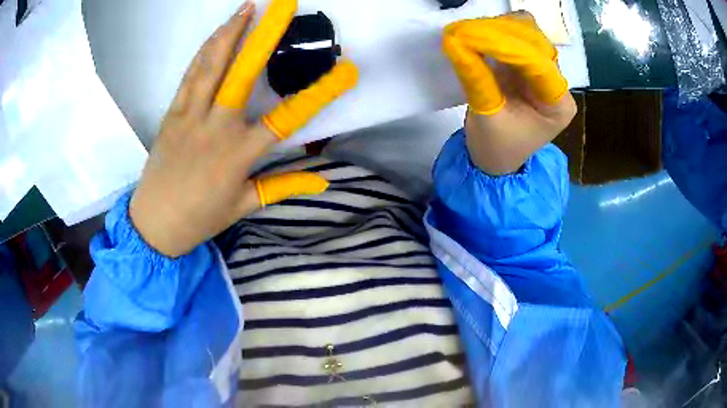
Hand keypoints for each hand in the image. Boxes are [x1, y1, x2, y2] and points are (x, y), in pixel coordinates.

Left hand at [129, 0, 357, 257]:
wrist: (153, 224)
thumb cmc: (200, 218)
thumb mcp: (243, 205)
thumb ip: (282, 187)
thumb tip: (323, 180)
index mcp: (239, 155)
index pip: (287, 119)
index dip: (319, 94)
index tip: (346, 71)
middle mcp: (216, 128)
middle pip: (242, 74)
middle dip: (264, 36)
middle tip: (282, 6)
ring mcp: (190, 116)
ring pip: (211, 66)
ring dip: (230, 32)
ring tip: (248, 7)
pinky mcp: (172, 112)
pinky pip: (190, 75)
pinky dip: (205, 50)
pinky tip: (218, 32)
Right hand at [443, 12, 575, 174]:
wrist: (495, 158)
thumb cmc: (495, 147)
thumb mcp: (485, 116)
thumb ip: (476, 77)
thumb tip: (455, 41)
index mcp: (558, 105)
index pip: (539, 64)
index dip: (508, 45)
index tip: (472, 33)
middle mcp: (557, 84)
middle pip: (537, 44)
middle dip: (503, 33)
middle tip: (466, 30)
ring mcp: (544, 72)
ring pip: (528, 35)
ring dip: (500, 29)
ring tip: (470, 32)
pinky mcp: (529, 66)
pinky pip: (517, 39)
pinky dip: (498, 32)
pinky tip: (479, 34)